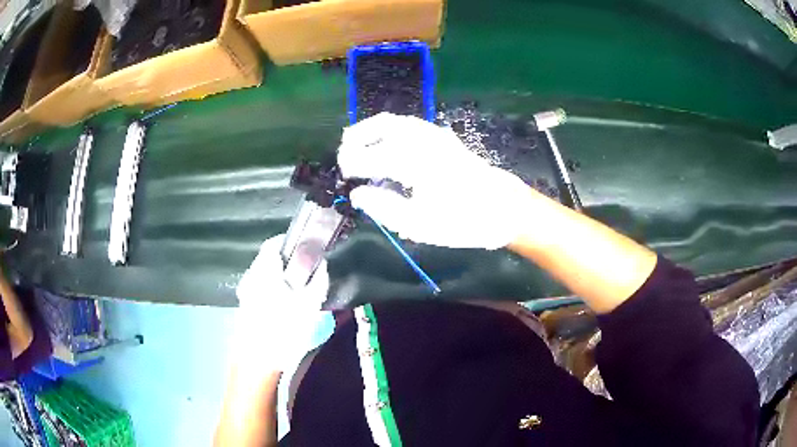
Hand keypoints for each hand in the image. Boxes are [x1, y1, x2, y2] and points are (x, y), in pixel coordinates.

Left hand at [234, 234, 330, 372]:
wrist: (259, 361)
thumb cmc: (285, 329)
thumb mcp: (310, 306)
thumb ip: (318, 282)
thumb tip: (323, 266)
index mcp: (264, 270)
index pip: (273, 243)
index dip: (289, 242)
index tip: (305, 248)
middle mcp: (251, 277)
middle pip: (267, 259)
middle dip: (286, 263)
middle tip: (305, 273)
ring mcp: (244, 293)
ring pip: (263, 275)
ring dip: (278, 278)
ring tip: (296, 293)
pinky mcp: (243, 307)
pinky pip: (259, 290)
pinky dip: (271, 291)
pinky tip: (283, 308)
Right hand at [337, 112, 536, 249]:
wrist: (502, 208)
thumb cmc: (462, 221)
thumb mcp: (419, 225)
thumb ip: (383, 207)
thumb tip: (357, 194)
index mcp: (416, 163)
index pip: (372, 157)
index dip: (352, 164)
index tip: (343, 176)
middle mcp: (423, 141)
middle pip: (381, 127)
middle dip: (356, 139)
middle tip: (344, 157)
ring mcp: (434, 135)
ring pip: (394, 121)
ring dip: (370, 129)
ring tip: (354, 142)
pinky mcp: (442, 137)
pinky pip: (407, 124)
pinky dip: (388, 128)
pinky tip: (383, 140)